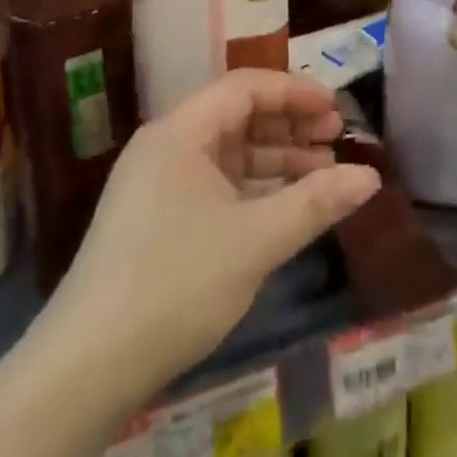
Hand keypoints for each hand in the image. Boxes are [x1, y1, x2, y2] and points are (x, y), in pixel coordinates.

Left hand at [40, 69, 381, 403]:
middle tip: (336, 139)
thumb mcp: (255, 240)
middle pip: (238, 115)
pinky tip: (284, 207)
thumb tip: (370, 177)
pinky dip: (252, 188)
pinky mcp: (155, 219)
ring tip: (323, 174)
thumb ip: (315, 202)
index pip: (246, 87)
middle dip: (290, 125)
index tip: (336, 109)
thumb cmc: (175, 285)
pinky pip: (215, 184)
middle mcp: (167, 145)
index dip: (295, 92)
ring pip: (228, 153)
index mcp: (182, 131)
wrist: (85, 369)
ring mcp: (157, 183)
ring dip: (275, 159)